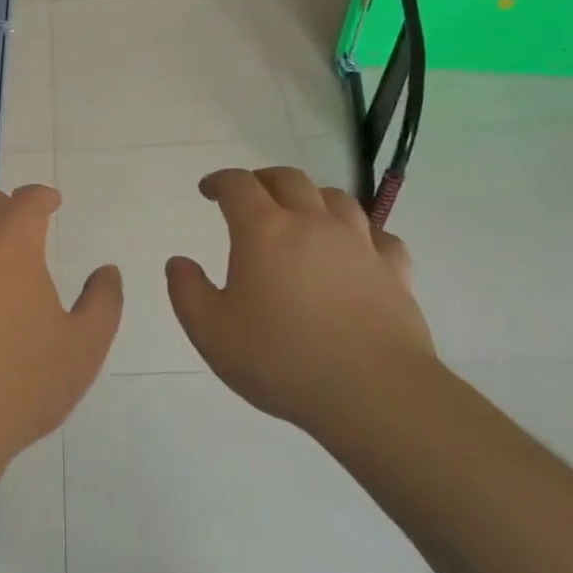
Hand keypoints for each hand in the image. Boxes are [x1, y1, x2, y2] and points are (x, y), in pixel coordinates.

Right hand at [166, 168, 437, 430]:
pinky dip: (362, 233)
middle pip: (289, 179)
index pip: (238, 186)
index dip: (220, 181)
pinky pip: (378, 236)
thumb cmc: (281, 360)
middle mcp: (313, 224)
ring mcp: (359, 244)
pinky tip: (357, 248)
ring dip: (312, 197)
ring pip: (336, 199)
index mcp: (264, 232)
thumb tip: (179, 262)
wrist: (373, 392)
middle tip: (250, 195)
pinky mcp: (394, 270)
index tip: (208, 190)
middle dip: (263, 180)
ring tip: (302, 214)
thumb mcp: (211, 333)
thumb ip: (187, 292)